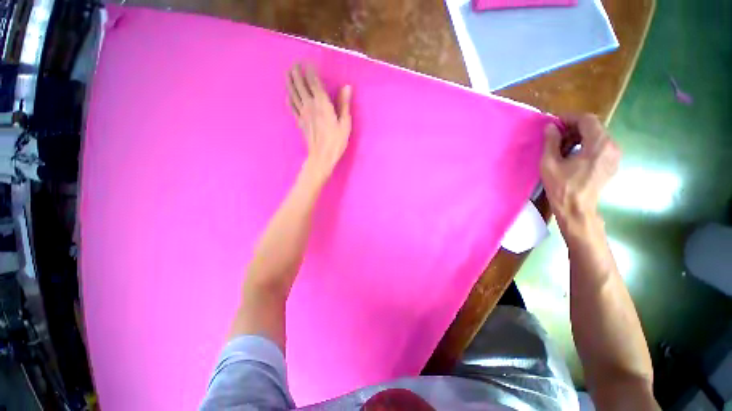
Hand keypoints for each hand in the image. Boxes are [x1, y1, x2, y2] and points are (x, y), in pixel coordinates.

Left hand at [287, 65, 351, 179]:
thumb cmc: (336, 141)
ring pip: (293, 93)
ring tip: (287, 72)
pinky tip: (287, 95)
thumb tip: (347, 86)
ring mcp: (303, 113)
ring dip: (290, 82)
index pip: (314, 81)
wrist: (322, 156)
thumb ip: (344, 104)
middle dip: (297, 72)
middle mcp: (310, 105)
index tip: (308, 61)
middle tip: (295, 63)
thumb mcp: (345, 123)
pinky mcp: (300, 122)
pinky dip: (289, 99)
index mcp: (323, 104)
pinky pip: (292, 107)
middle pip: (300, 84)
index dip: (310, 70)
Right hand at [540, 114, 621, 235]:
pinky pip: (600, 146)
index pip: (587, 119)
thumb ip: (551, 142)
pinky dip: (586, 145)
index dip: (569, 118)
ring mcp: (614, 155)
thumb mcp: (549, 163)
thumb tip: (550, 127)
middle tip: (555, 136)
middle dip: (573, 128)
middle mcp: (612, 146)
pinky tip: (573, 155)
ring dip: (579, 137)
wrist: (577, 208)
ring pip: (597, 136)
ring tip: (562, 147)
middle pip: (594, 127)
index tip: (554, 124)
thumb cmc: (561, 186)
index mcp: (598, 144)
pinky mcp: (612, 163)